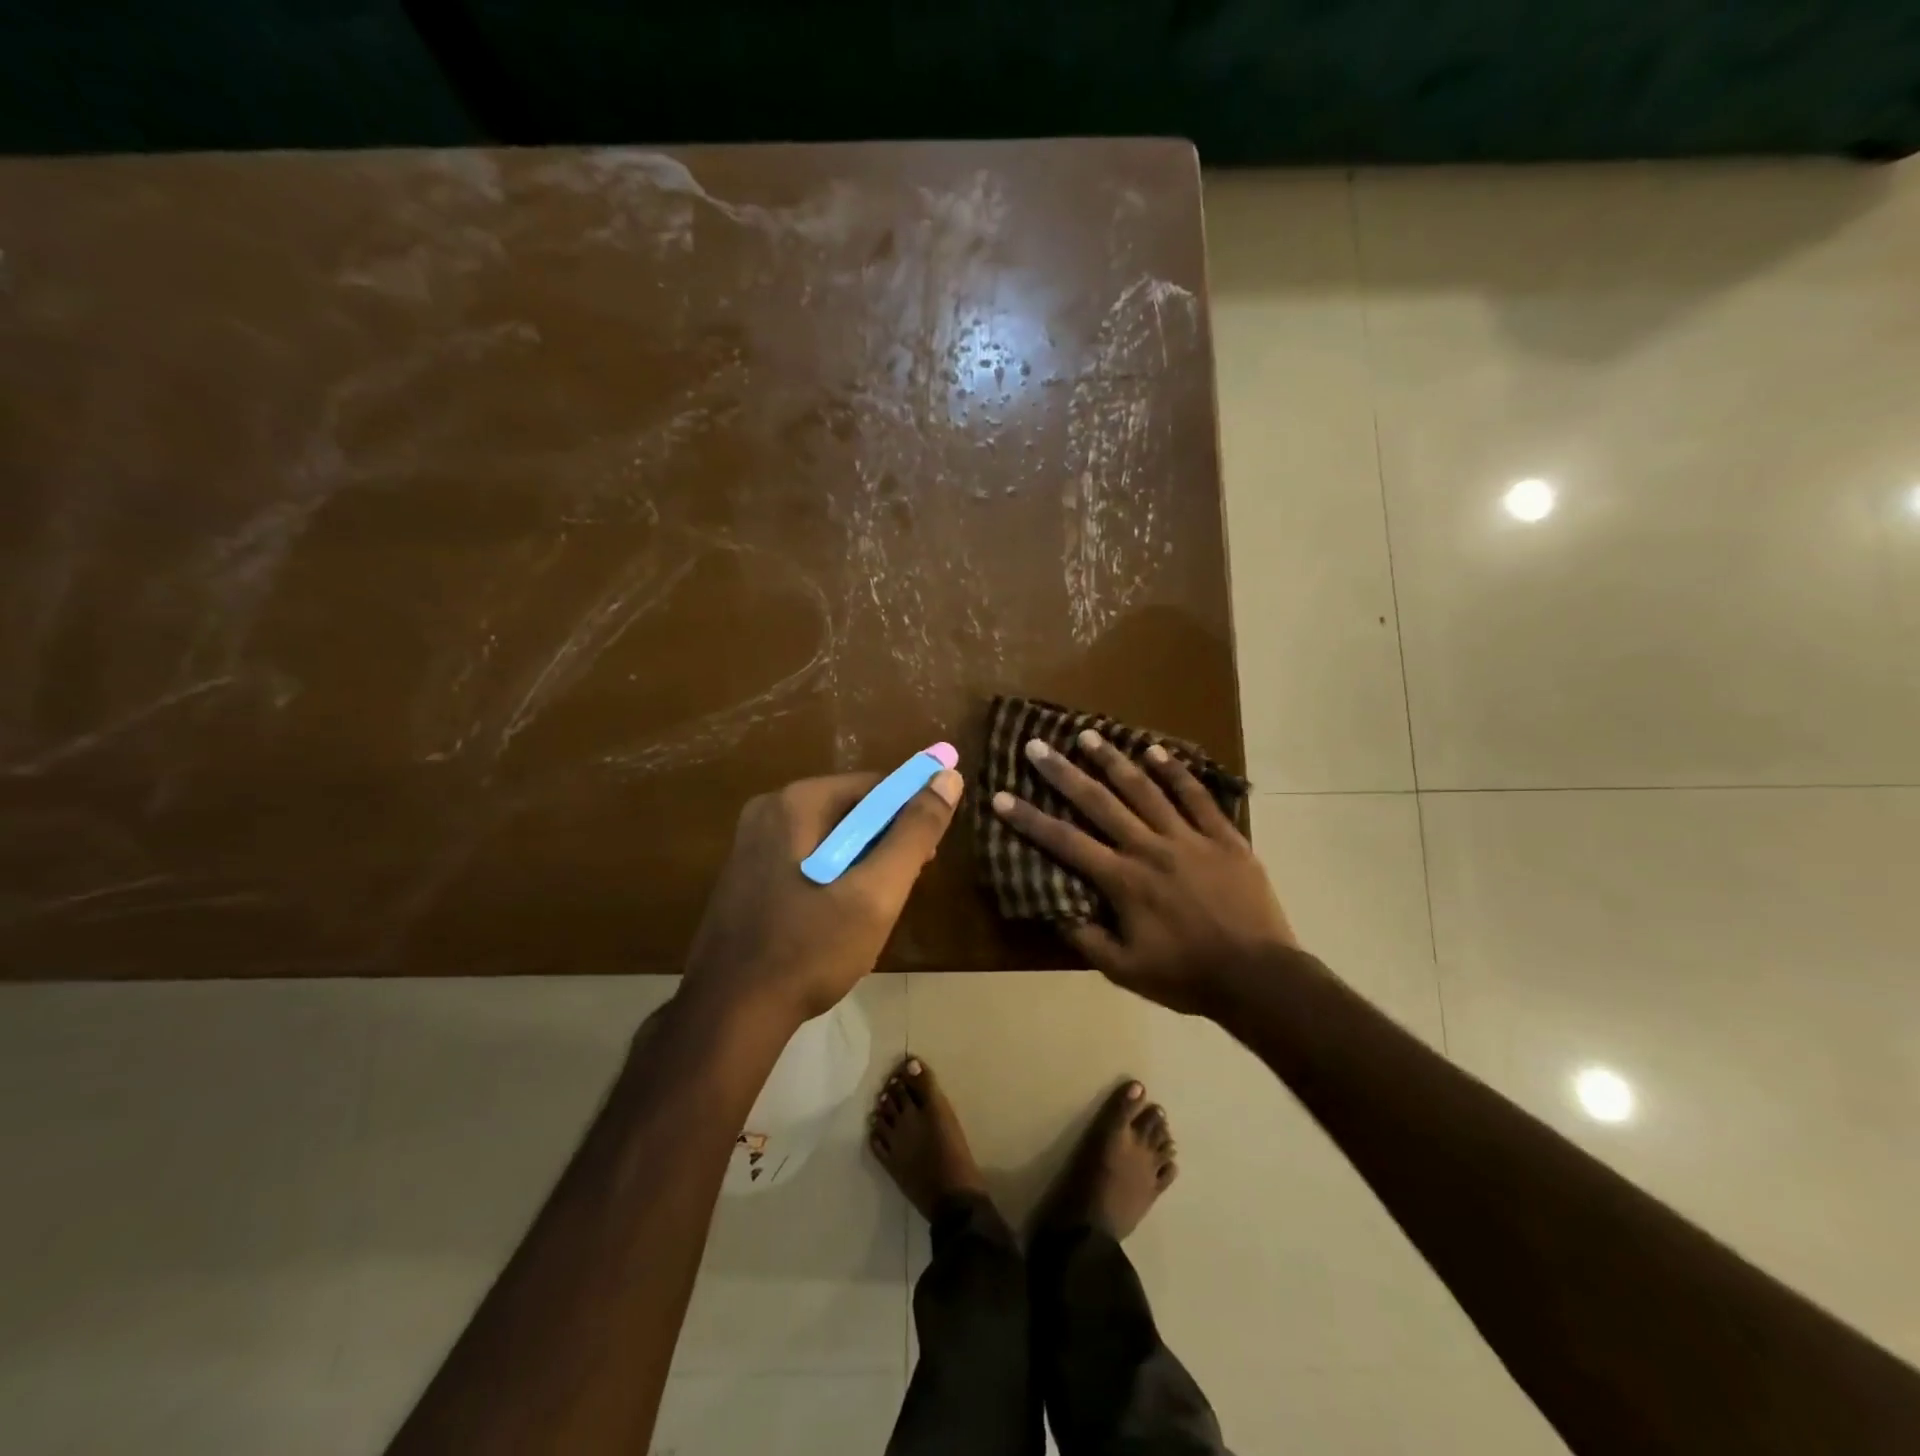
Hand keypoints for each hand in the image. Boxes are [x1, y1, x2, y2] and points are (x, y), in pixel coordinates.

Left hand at [680, 768, 963, 1030]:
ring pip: (830, 839)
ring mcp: (751, 844)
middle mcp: (768, 810)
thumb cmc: (810, 949)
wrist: (730, 1014)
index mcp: (796, 802)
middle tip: (902, 888)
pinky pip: (805, 860)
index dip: (911, 814)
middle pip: (851, 810)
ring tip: (872, 912)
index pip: (875, 785)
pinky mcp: (745, 876)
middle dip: (884, 845)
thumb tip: (948, 777)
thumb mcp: (877, 892)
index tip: (927, 858)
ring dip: (861, 866)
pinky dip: (832, 878)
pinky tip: (837, 920)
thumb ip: (915, 832)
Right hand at [990, 730, 1296, 1015]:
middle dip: (1063, 773)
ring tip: (1089, 734)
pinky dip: (1175, 772)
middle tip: (1037, 745)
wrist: (1258, 978)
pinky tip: (1155, 750)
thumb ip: (1086, 937)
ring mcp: (1189, 838)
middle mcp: (1150, 848)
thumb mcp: (1125, 970)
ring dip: (1114, 760)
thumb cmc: (1186, 976)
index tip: (1001, 796)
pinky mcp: (1223, 837)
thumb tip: (1053, 908)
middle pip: (1099, 802)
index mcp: (1123, 880)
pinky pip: (1196, 796)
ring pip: (1145, 789)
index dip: (1030, 819)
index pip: (1065, 842)